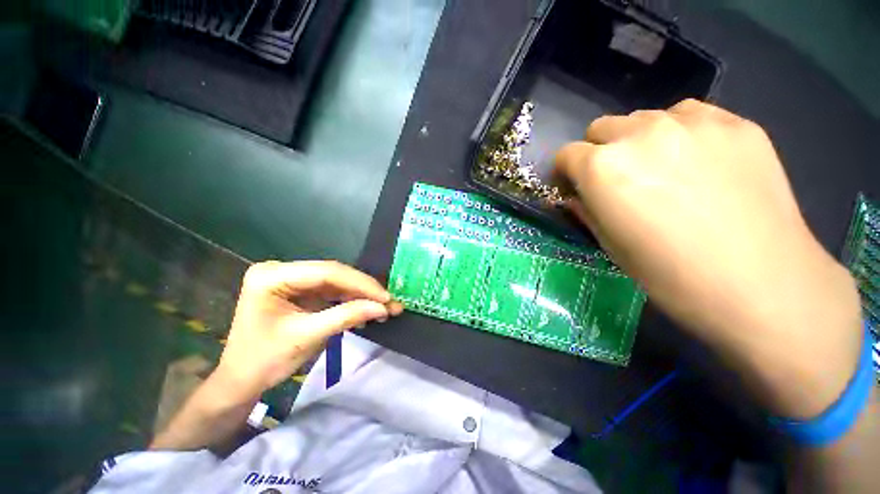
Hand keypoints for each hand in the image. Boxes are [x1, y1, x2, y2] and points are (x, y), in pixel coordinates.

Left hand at [215, 261, 402, 402]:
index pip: (323, 272)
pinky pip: (317, 294)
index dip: (359, 284)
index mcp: (271, 275)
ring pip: (324, 284)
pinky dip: (338, 304)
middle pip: (325, 275)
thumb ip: (344, 317)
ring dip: (351, 297)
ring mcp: (280, 282)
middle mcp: (275, 270)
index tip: (388, 297)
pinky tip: (360, 311)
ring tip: (381, 309)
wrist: (242, 378)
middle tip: (390, 303)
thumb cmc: (267, 359)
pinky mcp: (286, 294)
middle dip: (358, 290)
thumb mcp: (307, 337)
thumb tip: (381, 307)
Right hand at [554, 100, 862, 417]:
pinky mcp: (733, 120)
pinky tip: (721, 170)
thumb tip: (580, 197)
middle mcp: (644, 129)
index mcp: (609, 170)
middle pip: (607, 128)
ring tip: (689, 178)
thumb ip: (596, 218)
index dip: (574, 176)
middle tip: (642, 187)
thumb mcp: (629, 263)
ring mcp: (693, 118)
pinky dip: (698, 138)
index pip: (569, 155)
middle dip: (612, 154)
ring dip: (657, 142)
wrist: (768, 287)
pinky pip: (700, 118)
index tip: (587, 193)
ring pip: (655, 118)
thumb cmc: (691, 290)